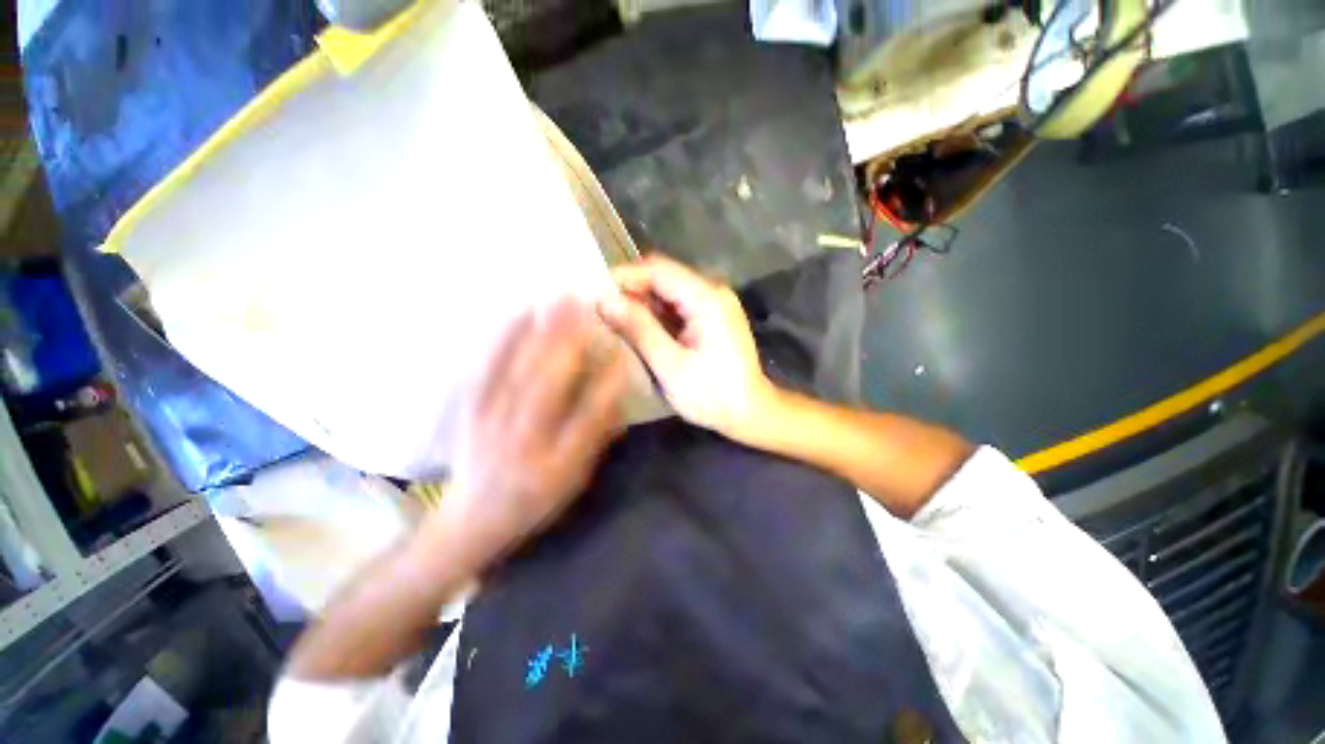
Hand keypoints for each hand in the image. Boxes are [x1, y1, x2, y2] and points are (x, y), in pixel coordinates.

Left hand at [432, 299, 628, 573]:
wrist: (473, 517)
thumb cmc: (536, 500)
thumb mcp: (575, 478)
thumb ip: (597, 438)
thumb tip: (617, 394)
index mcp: (556, 462)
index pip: (588, 418)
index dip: (607, 384)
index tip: (621, 352)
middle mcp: (523, 439)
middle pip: (548, 384)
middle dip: (569, 341)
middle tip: (584, 304)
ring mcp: (491, 421)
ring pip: (517, 369)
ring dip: (538, 330)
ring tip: (555, 298)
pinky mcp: (470, 408)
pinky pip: (485, 367)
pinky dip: (501, 337)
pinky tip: (516, 313)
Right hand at [599, 255, 773, 441]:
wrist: (751, 412)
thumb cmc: (712, 395)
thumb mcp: (670, 365)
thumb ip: (639, 330)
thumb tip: (604, 300)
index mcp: (707, 299)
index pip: (658, 270)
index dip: (625, 277)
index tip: (595, 294)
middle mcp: (713, 292)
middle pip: (664, 276)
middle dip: (631, 291)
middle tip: (604, 313)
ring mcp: (714, 303)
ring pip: (668, 291)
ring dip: (642, 303)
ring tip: (617, 323)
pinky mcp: (712, 316)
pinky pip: (677, 305)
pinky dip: (656, 314)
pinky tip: (641, 331)